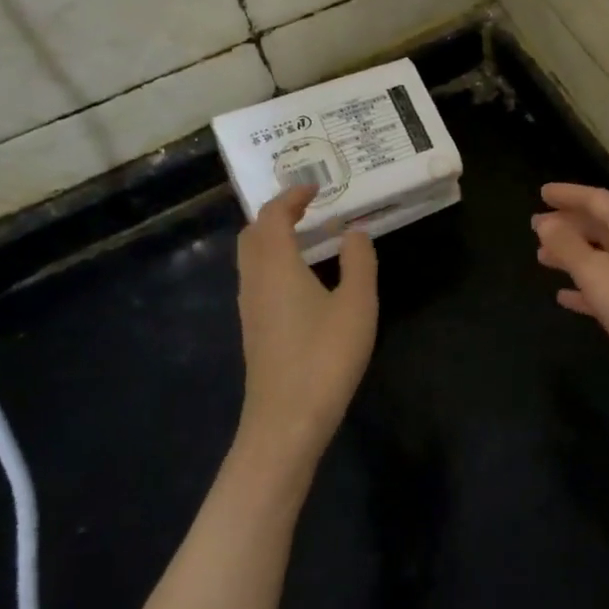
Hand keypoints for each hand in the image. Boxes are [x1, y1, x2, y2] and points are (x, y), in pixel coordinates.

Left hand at [235, 185, 377, 468]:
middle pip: (253, 234)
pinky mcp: (254, 330)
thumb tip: (354, 232)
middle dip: (277, 214)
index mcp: (276, 265)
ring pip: (252, 258)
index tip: (316, 188)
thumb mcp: (357, 304)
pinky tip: (304, 279)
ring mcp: (250, 307)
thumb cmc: (325, 356)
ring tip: (310, 238)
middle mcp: (254, 280)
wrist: (287, 420)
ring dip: (274, 239)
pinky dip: (275, 263)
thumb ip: (359, 261)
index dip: (291, 196)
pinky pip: (258, 279)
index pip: (272, 216)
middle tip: (310, 209)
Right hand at [531, 184, 608, 413]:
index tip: (541, 193)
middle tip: (536, 227)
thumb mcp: (596, 272)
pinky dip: (586, 287)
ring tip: (542, 258)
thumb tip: (545, 223)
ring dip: (573, 255)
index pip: (597, 200)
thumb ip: (567, 246)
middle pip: (601, 226)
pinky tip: (564, 296)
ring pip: (603, 257)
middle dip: (568, 225)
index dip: (568, 195)